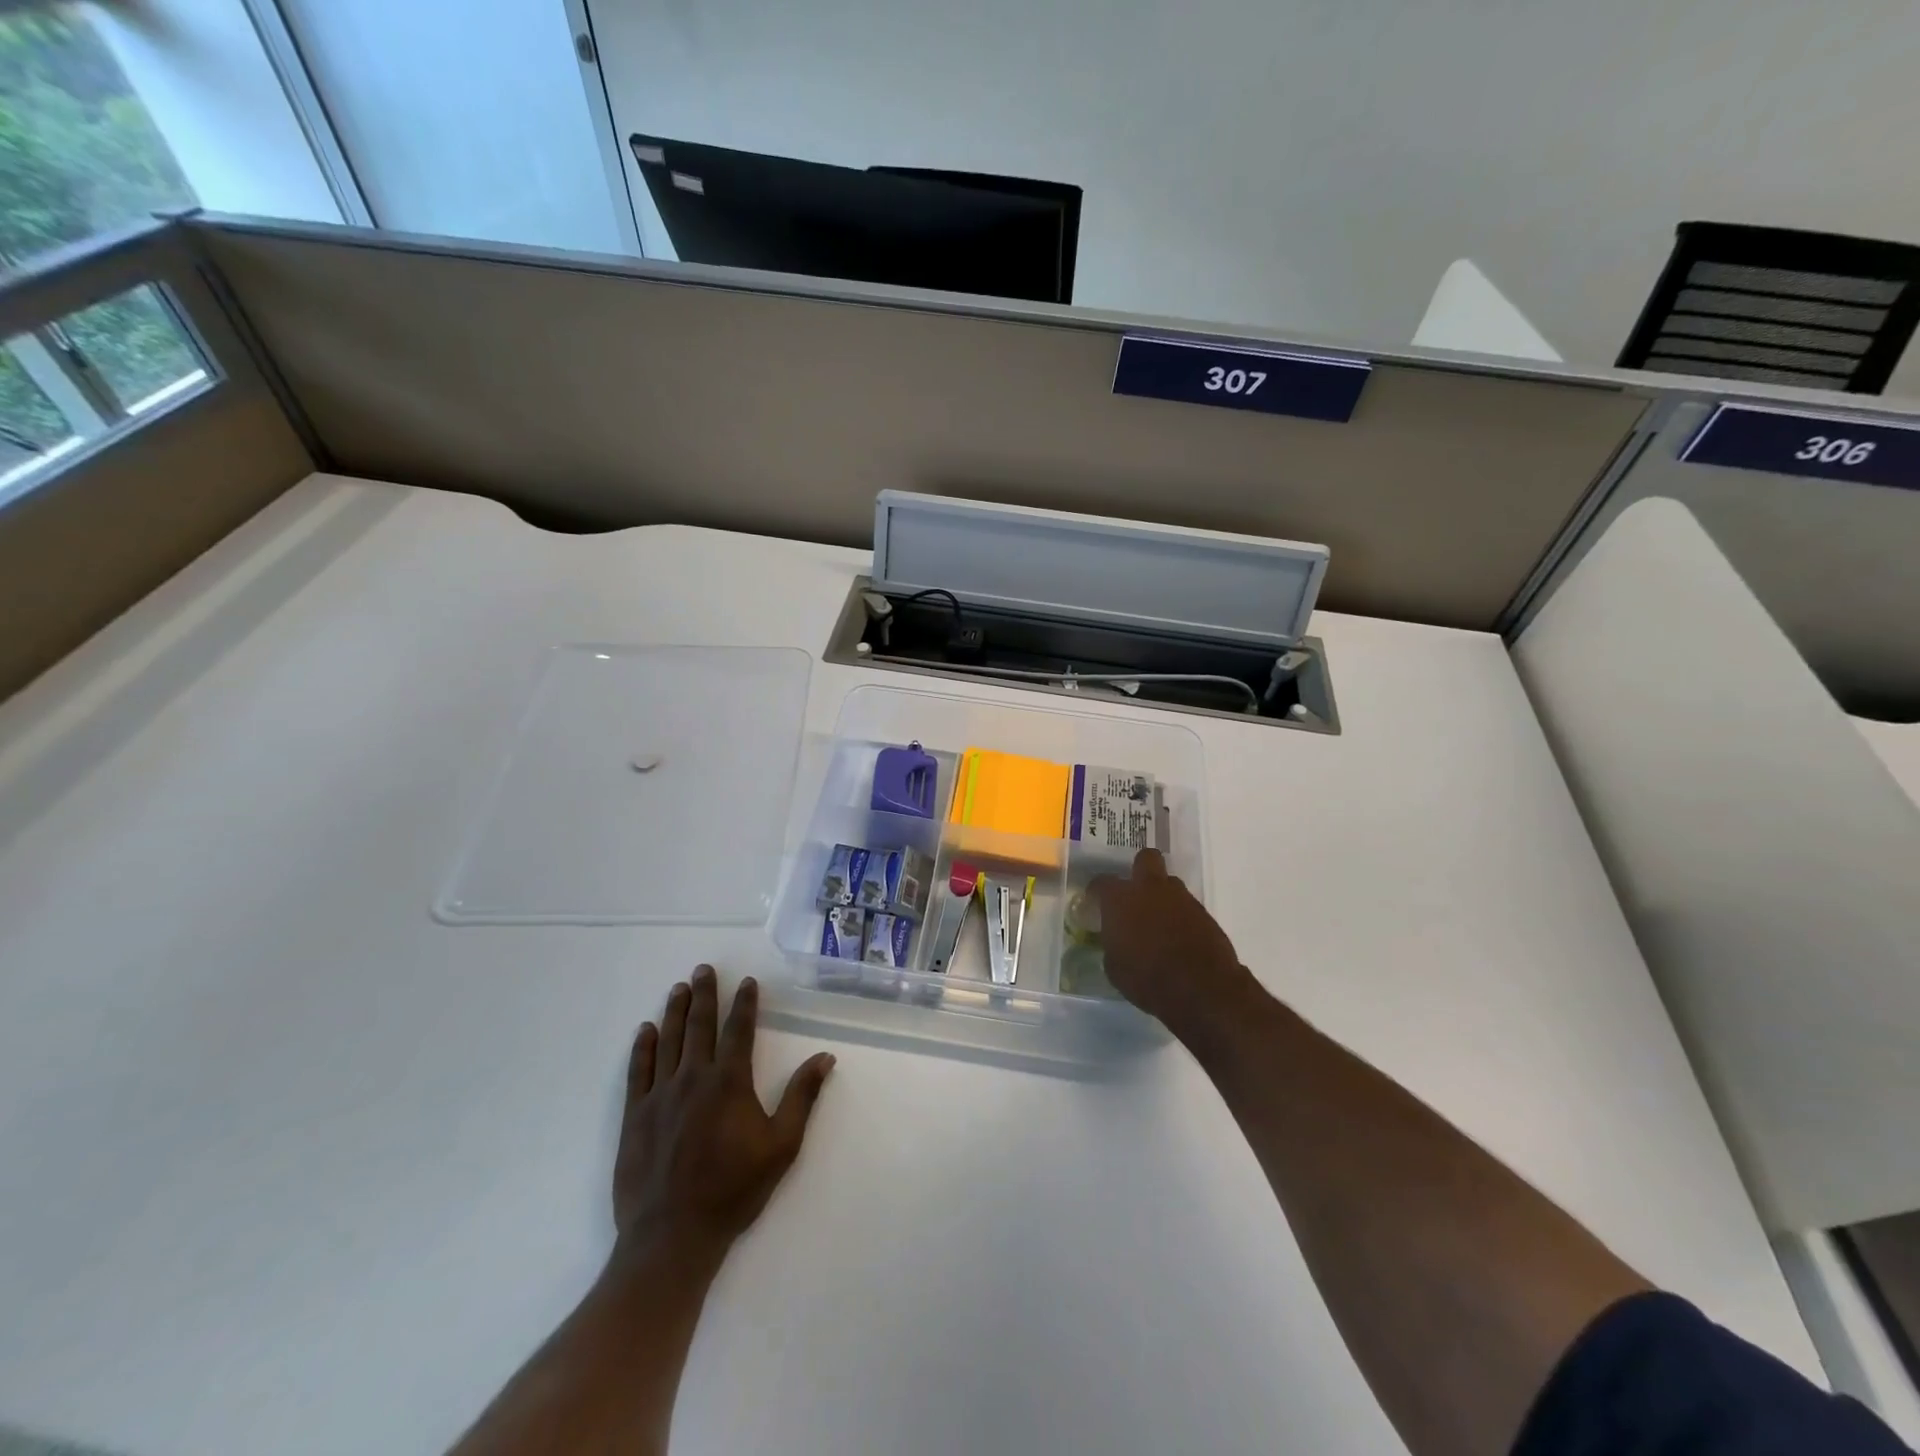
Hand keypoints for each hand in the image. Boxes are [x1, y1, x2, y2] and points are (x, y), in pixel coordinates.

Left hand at [613, 965, 834, 1260]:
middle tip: (704, 969)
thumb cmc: (734, 1190)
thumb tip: (825, 1056)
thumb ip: (802, 1097)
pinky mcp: (635, 1116)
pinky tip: (646, 1030)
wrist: (672, 1236)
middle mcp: (693, 1078)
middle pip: (699, 1025)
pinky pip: (638, 1071)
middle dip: (704, 994)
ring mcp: (660, 1095)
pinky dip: (643, 1047)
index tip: (747, 982)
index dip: (744, 1003)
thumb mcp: (781, 1146)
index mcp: (729, 1082)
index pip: (738, 1030)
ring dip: (675, 1011)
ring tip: (679, 988)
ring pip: (668, 1041)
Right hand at [1090, 849, 1256, 1036]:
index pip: (1102, 882)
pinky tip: (1177, 937)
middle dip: (1140, 870)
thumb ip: (1113, 944)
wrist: (1201, 987)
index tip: (1095, 903)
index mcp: (1120, 899)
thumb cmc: (1147, 978)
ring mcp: (1181, 898)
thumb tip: (1116, 940)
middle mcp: (1150, 889)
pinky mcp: (1204, 913)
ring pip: (1169, 883)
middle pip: (1146, 859)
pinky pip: (1186, 906)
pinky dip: (1180, 916)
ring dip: (1162, 896)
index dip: (1097, 891)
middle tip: (1135, 893)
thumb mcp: (1115, 968)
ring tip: (1158, 921)